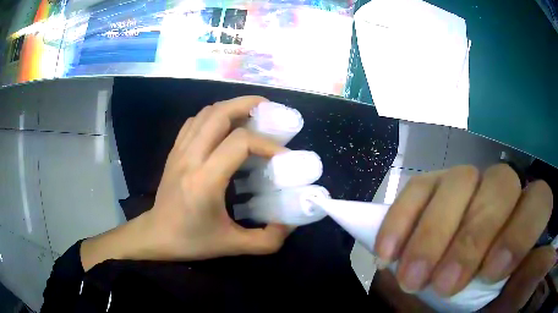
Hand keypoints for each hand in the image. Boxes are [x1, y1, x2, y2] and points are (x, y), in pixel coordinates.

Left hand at [81, 96, 289, 269]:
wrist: (157, 235)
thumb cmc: (192, 240)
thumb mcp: (232, 246)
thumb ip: (267, 240)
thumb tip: (291, 224)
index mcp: (205, 181)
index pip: (239, 143)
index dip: (266, 143)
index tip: (283, 155)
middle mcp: (190, 158)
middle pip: (219, 114)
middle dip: (247, 104)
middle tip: (269, 109)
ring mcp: (179, 151)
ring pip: (205, 113)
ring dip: (231, 106)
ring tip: (251, 112)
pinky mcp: (174, 151)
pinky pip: (194, 122)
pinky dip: (213, 115)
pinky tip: (225, 126)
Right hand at [375, 164, 553, 304]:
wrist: (443, 291)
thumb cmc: (483, 299)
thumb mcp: (510, 297)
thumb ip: (532, 280)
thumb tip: (544, 266)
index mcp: (525, 216)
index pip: (538, 199)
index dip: (520, 231)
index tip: (490, 273)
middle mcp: (500, 192)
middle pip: (500, 185)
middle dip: (472, 238)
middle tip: (443, 284)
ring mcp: (464, 186)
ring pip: (459, 181)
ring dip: (433, 234)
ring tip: (411, 277)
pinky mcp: (431, 189)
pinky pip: (417, 188)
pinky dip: (402, 220)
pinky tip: (388, 253)